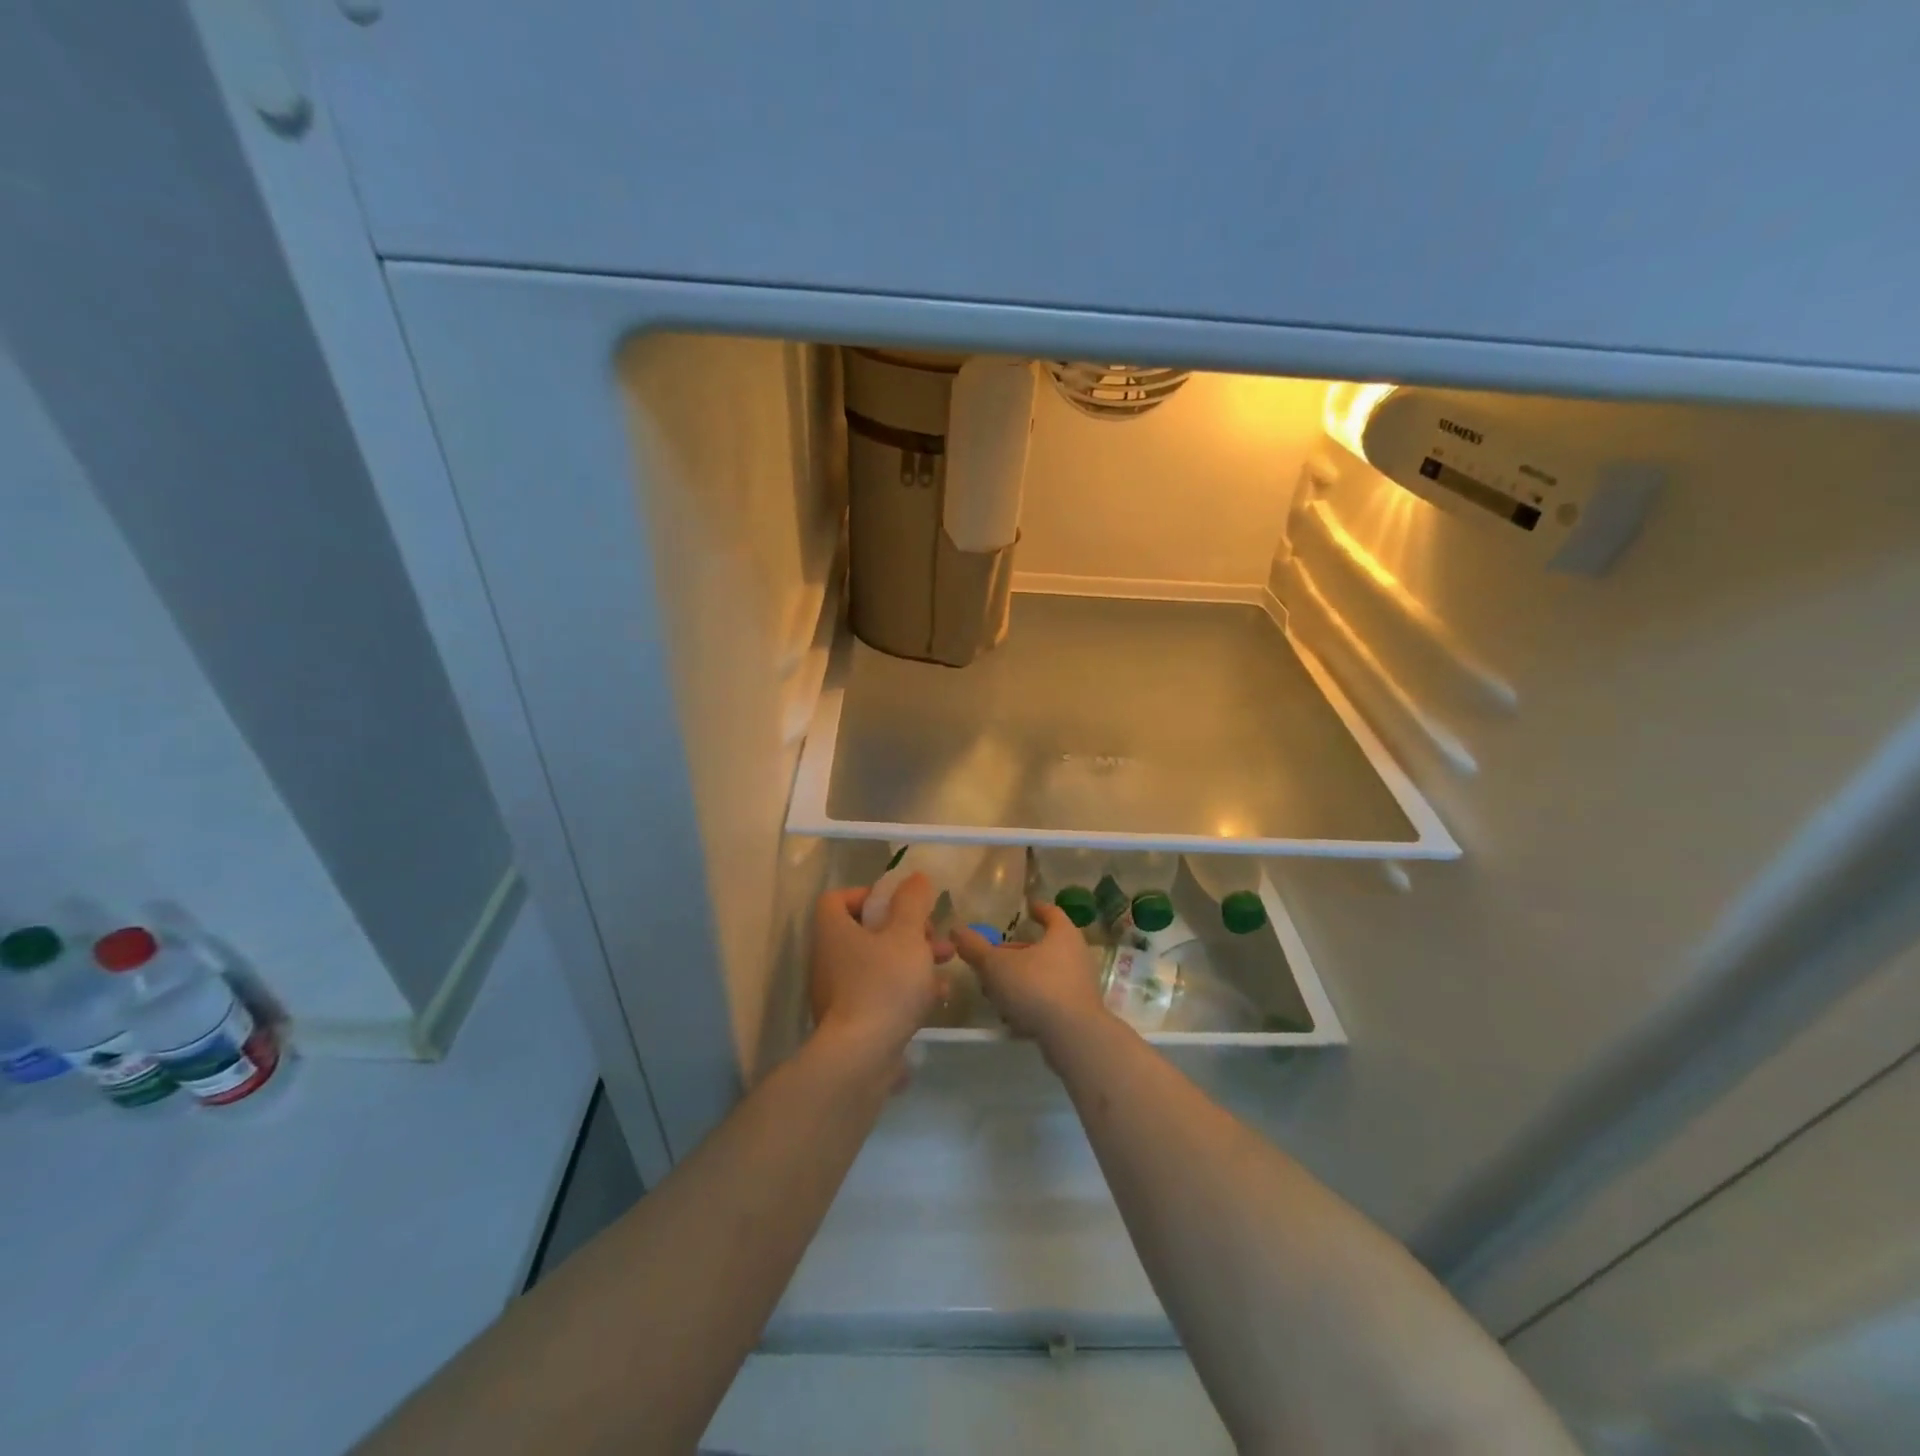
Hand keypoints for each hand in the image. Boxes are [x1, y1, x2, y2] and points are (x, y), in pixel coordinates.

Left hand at [809, 873, 941, 1065]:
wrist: (861, 1058)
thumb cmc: (884, 985)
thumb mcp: (907, 935)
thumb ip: (913, 902)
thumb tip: (916, 878)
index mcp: (834, 931)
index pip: (838, 899)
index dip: (870, 894)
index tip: (902, 904)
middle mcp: (829, 959)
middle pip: (866, 931)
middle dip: (907, 930)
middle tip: (935, 936)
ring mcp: (838, 993)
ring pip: (878, 963)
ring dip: (913, 959)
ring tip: (946, 964)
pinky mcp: (852, 1022)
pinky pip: (881, 994)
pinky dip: (906, 990)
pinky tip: (936, 997)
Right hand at [954, 903, 1107, 1052]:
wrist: (1073, 1037)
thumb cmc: (1035, 987)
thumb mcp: (996, 966)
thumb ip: (976, 948)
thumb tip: (956, 929)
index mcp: (1063, 935)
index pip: (1052, 913)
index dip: (1038, 909)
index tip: (1028, 907)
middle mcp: (1076, 955)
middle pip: (1045, 946)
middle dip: (1020, 951)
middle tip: (996, 956)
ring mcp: (1080, 985)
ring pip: (1046, 974)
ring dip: (1022, 978)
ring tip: (997, 988)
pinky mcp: (1078, 1012)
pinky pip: (1050, 998)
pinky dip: (1031, 1000)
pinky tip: (1011, 1013)